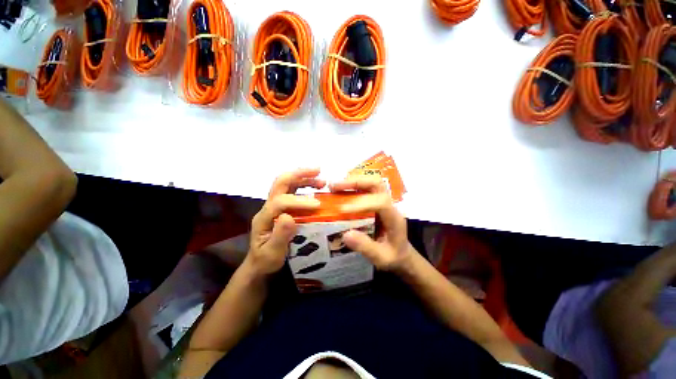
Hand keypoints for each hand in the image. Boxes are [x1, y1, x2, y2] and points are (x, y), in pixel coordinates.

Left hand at [246, 168, 324, 276]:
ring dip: (304, 178)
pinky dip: (306, 185)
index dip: (299, 201)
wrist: (260, 262)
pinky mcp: (283, 207)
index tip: (318, 205)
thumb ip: (280, 237)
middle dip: (299, 174)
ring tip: (322, 180)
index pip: (280, 202)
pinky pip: (294, 191)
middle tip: (318, 171)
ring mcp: (275, 205)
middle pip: (280, 183)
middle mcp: (268, 207)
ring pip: (288, 184)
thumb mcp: (272, 254)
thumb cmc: (266, 260)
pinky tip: (317, 188)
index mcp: (263, 218)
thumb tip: (289, 216)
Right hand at [329, 176, 414, 271]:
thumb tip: (345, 234)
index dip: (362, 203)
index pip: (381, 203)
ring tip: (333, 186)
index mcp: (394, 218)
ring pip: (370, 183)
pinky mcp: (376, 203)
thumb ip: (366, 247)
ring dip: (352, 182)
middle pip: (376, 184)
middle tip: (334, 187)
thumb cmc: (394, 256)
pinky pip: (365, 189)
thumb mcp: (381, 258)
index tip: (342, 209)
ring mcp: (384, 202)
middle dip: (355, 183)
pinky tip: (340, 191)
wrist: (402, 253)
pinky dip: (352, 187)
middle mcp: (390, 205)